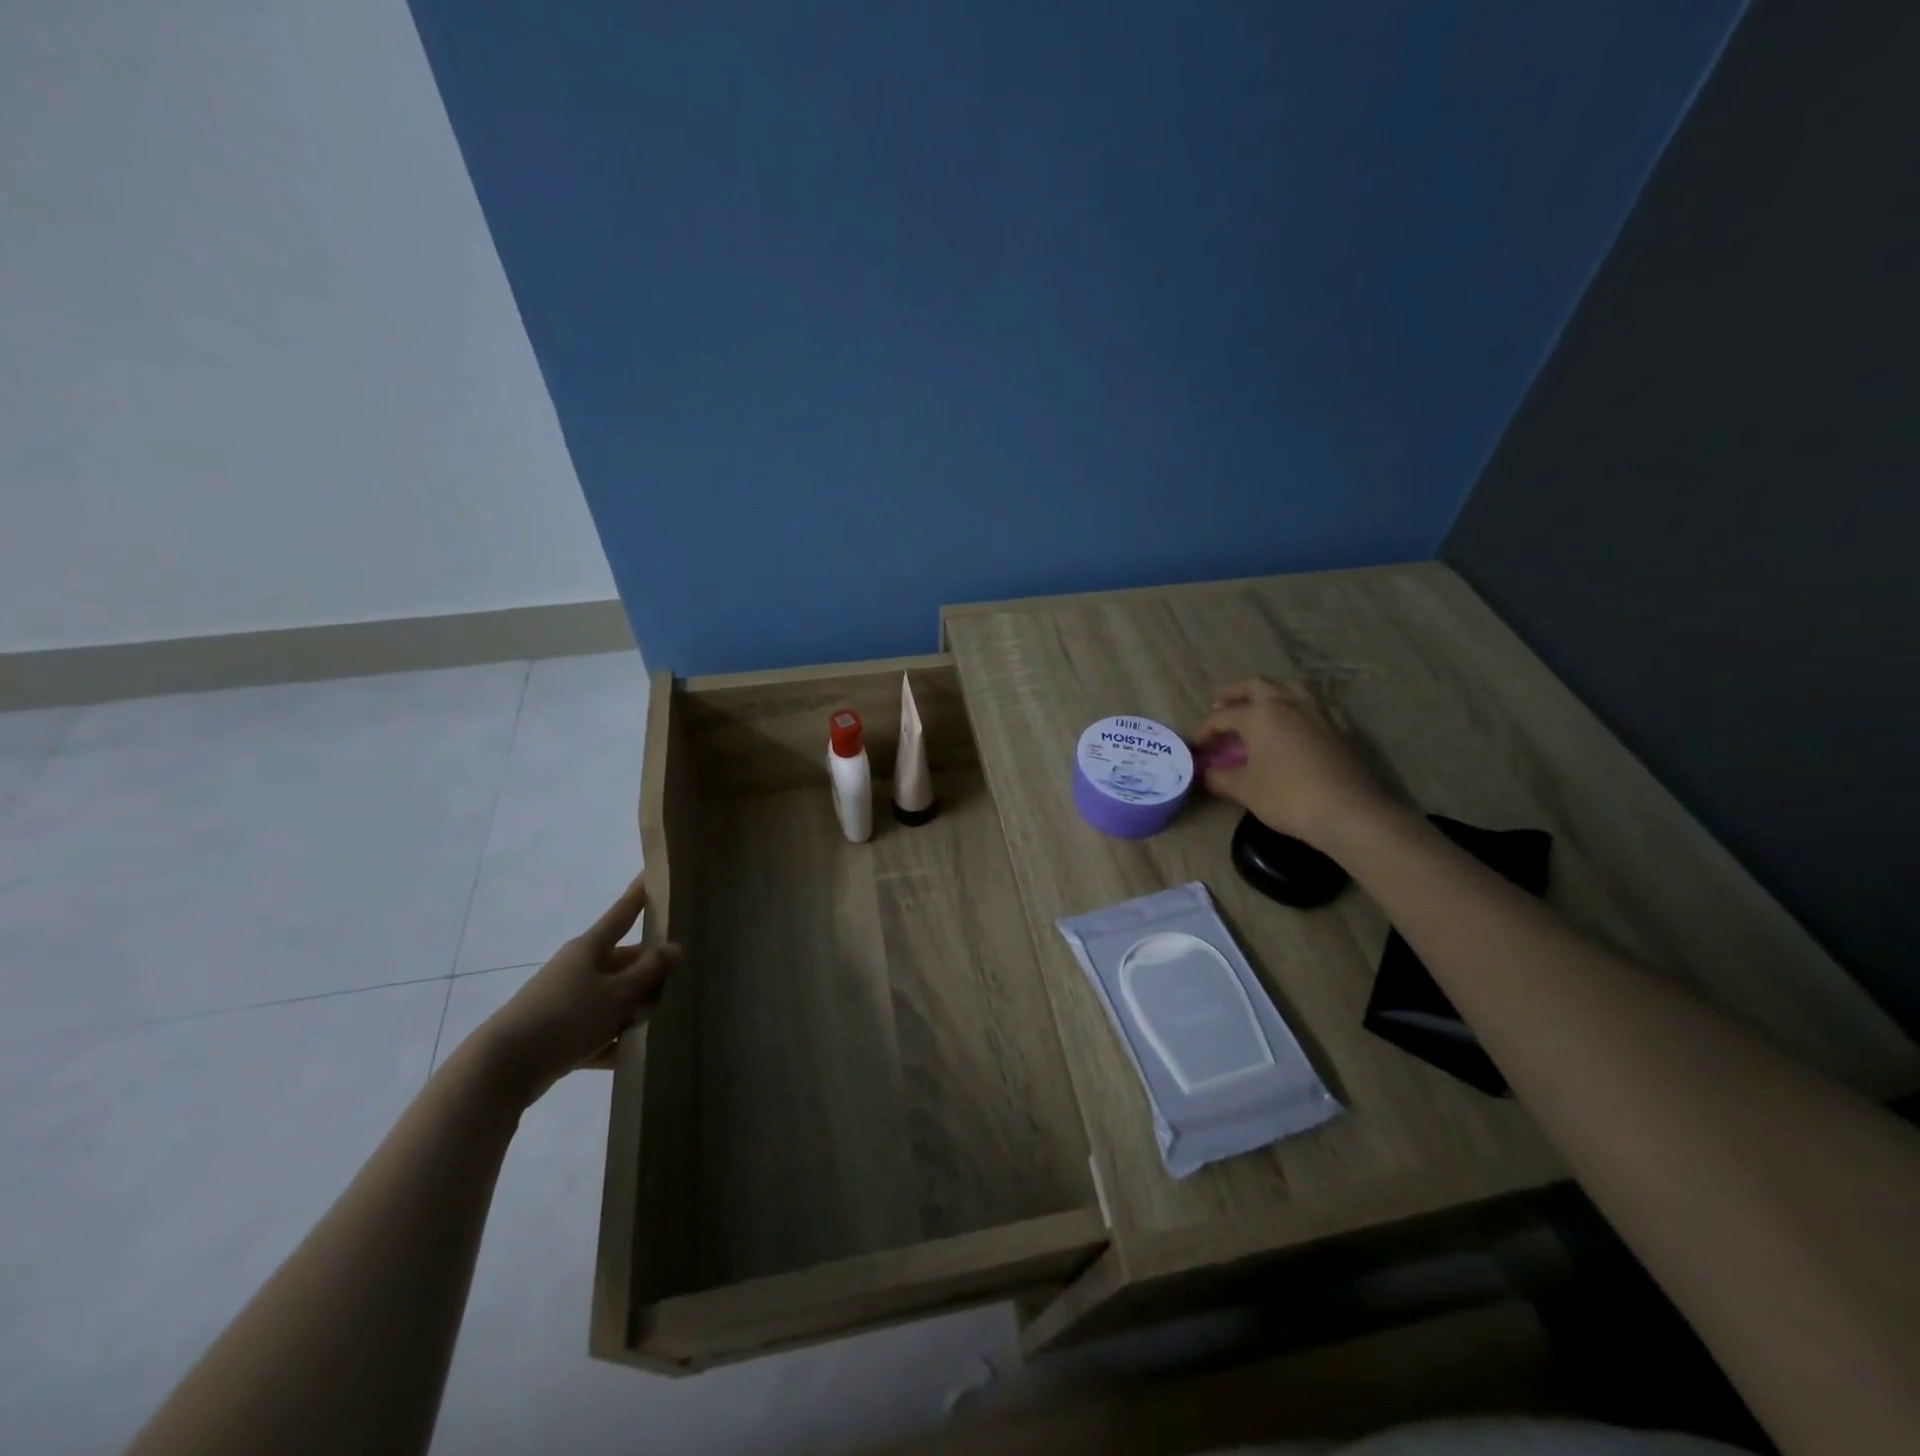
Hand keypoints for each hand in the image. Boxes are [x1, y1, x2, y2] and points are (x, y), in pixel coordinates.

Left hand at [474, 874, 679, 1105]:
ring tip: (657, 1025)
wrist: (504, 1067)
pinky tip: (630, 1056)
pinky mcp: (559, 1033)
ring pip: (613, 998)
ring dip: (633, 1012)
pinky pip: (596, 1032)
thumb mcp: (618, 993)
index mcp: (590, 949)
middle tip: (677, 984)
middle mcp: (578, 968)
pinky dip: (611, 1042)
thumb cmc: (567, 1017)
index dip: (639, 894)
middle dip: (649, 974)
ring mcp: (567, 1000)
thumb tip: (674, 948)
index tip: (652, 872)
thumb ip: (649, 971)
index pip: (623, 913)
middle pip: (624, 963)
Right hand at [1192, 678, 1391, 848]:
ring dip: (1266, 693)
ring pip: (1286, 688)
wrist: (1349, 811)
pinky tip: (1288, 726)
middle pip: (1255, 686)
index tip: (1195, 746)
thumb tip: (1205, 774)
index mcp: (1260, 713)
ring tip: (1255, 707)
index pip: (1222, 716)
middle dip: (1234, 694)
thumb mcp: (1245, 790)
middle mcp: (1287, 703)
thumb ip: (1220, 778)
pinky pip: (1307, 705)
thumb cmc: (1287, 796)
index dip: (1204, 730)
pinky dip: (1290, 708)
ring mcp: (1316, 712)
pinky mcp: (1336, 727)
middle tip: (1219, 705)